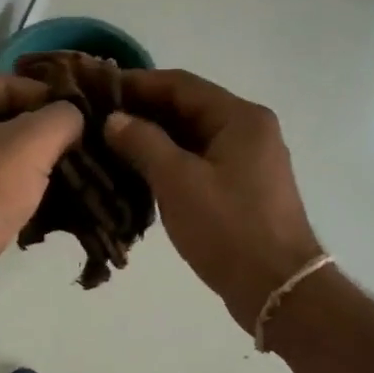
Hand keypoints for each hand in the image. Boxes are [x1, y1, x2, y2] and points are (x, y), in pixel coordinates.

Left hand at [0, 73, 83, 312]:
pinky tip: (32, 208)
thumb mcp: (31, 145)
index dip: (52, 102)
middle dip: (40, 138)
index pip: (12, 84)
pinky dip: (6, 192)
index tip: (85, 126)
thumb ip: (61, 118)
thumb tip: (73, 116)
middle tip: (77, 157)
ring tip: (62, 183)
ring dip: (26, 168)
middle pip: (1, 119)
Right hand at [104, 69, 323, 328]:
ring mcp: (248, 163)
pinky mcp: (242, 192)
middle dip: (142, 113)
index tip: (97, 89)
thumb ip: (143, 143)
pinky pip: (199, 165)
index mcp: (240, 118)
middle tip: (96, 121)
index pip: (181, 85)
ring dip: (153, 142)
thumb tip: (115, 120)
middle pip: (188, 110)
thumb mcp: (178, 181)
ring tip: (108, 148)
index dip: (137, 84)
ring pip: (192, 140)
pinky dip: (169, 166)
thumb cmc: (228, 228)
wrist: (277, 287)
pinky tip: (137, 176)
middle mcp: (248, 131)